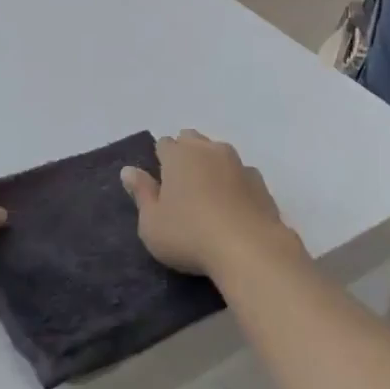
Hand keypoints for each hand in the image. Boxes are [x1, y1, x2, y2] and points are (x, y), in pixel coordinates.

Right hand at [120, 131, 296, 278]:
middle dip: (185, 153)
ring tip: (207, 195)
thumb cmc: (189, 235)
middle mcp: (208, 150)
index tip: (160, 183)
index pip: (164, 144)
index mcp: (178, 155)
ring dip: (211, 165)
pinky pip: (241, 173)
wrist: (249, 248)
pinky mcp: (260, 182)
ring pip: (219, 152)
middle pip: (192, 140)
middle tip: (181, 185)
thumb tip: (129, 170)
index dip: (160, 159)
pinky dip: (234, 182)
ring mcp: (238, 163)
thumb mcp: (152, 223)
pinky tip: (233, 206)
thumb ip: (141, 193)